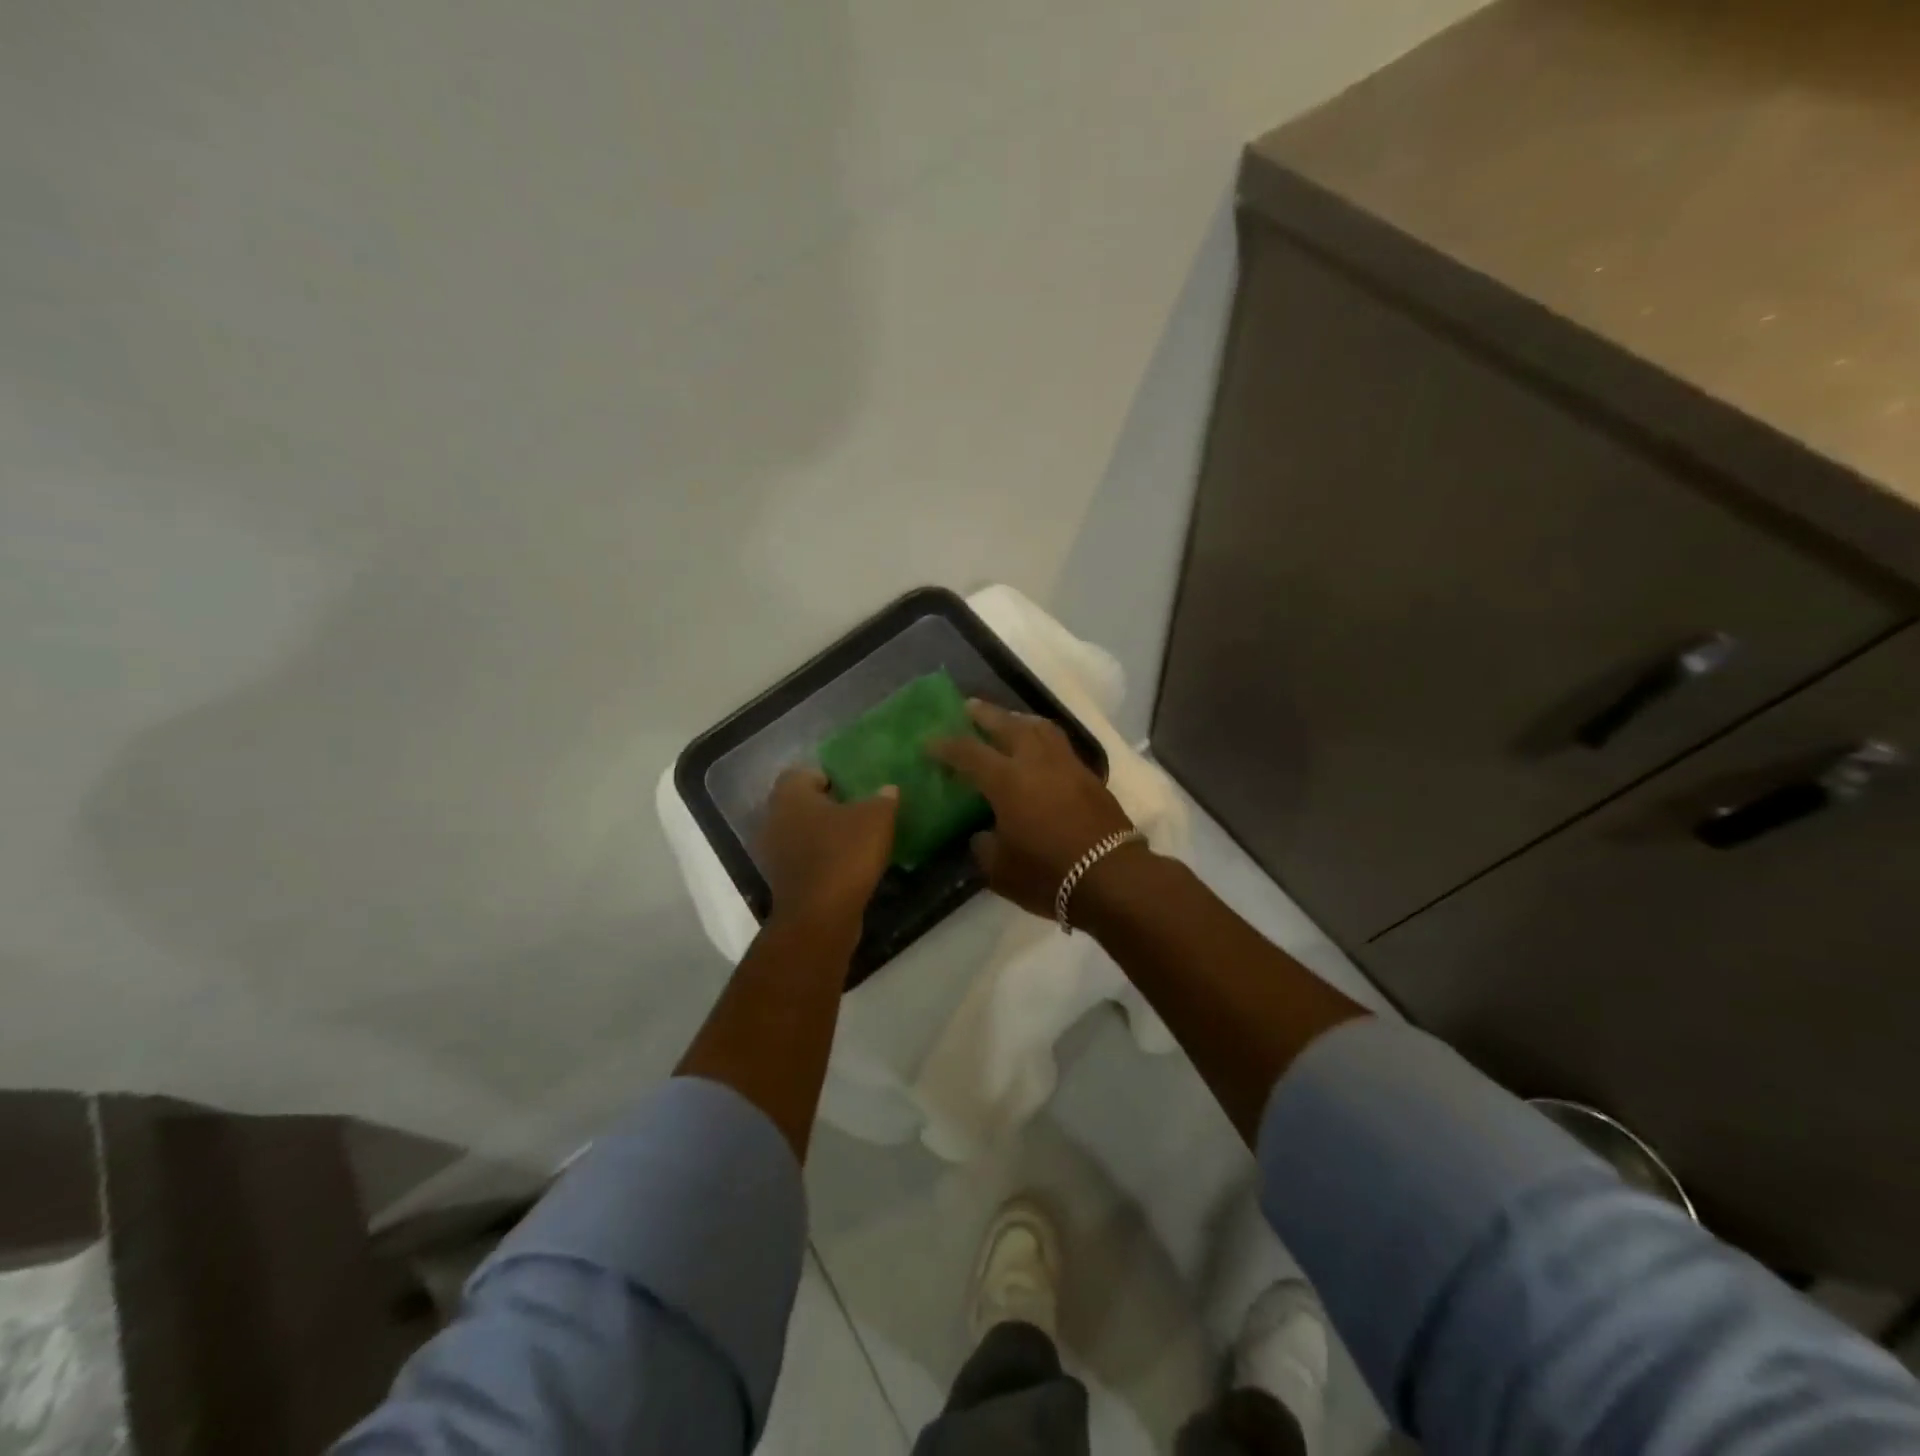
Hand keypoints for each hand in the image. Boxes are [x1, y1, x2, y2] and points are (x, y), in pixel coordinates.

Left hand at [758, 769, 897, 930]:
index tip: (854, 790)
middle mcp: (773, 817)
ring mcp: (772, 851)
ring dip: (821, 835)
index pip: (805, 772)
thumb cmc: (844, 854)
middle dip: (826, 806)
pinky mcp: (779, 880)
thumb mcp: (876, 819)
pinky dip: (819, 859)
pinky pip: (801, 858)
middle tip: (857, 812)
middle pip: (801, 803)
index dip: (830, 777)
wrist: (820, 916)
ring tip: (853, 840)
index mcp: (790, 794)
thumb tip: (887, 790)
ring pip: (799, 832)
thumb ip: (883, 799)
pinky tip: (844, 866)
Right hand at [930, 701, 1137, 918]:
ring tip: (1007, 721)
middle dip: (985, 714)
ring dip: (1019, 719)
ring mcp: (1067, 765)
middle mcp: (1036, 762)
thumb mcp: (1000, 870)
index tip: (930, 742)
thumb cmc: (1048, 874)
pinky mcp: (1089, 776)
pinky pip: (1059, 744)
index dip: (946, 746)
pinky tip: (1038, 750)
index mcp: (1007, 780)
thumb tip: (983, 833)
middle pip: (1007, 725)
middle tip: (969, 707)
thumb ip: (984, 845)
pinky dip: (1042, 738)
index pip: (969, 753)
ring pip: (1040, 727)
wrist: (1111, 877)